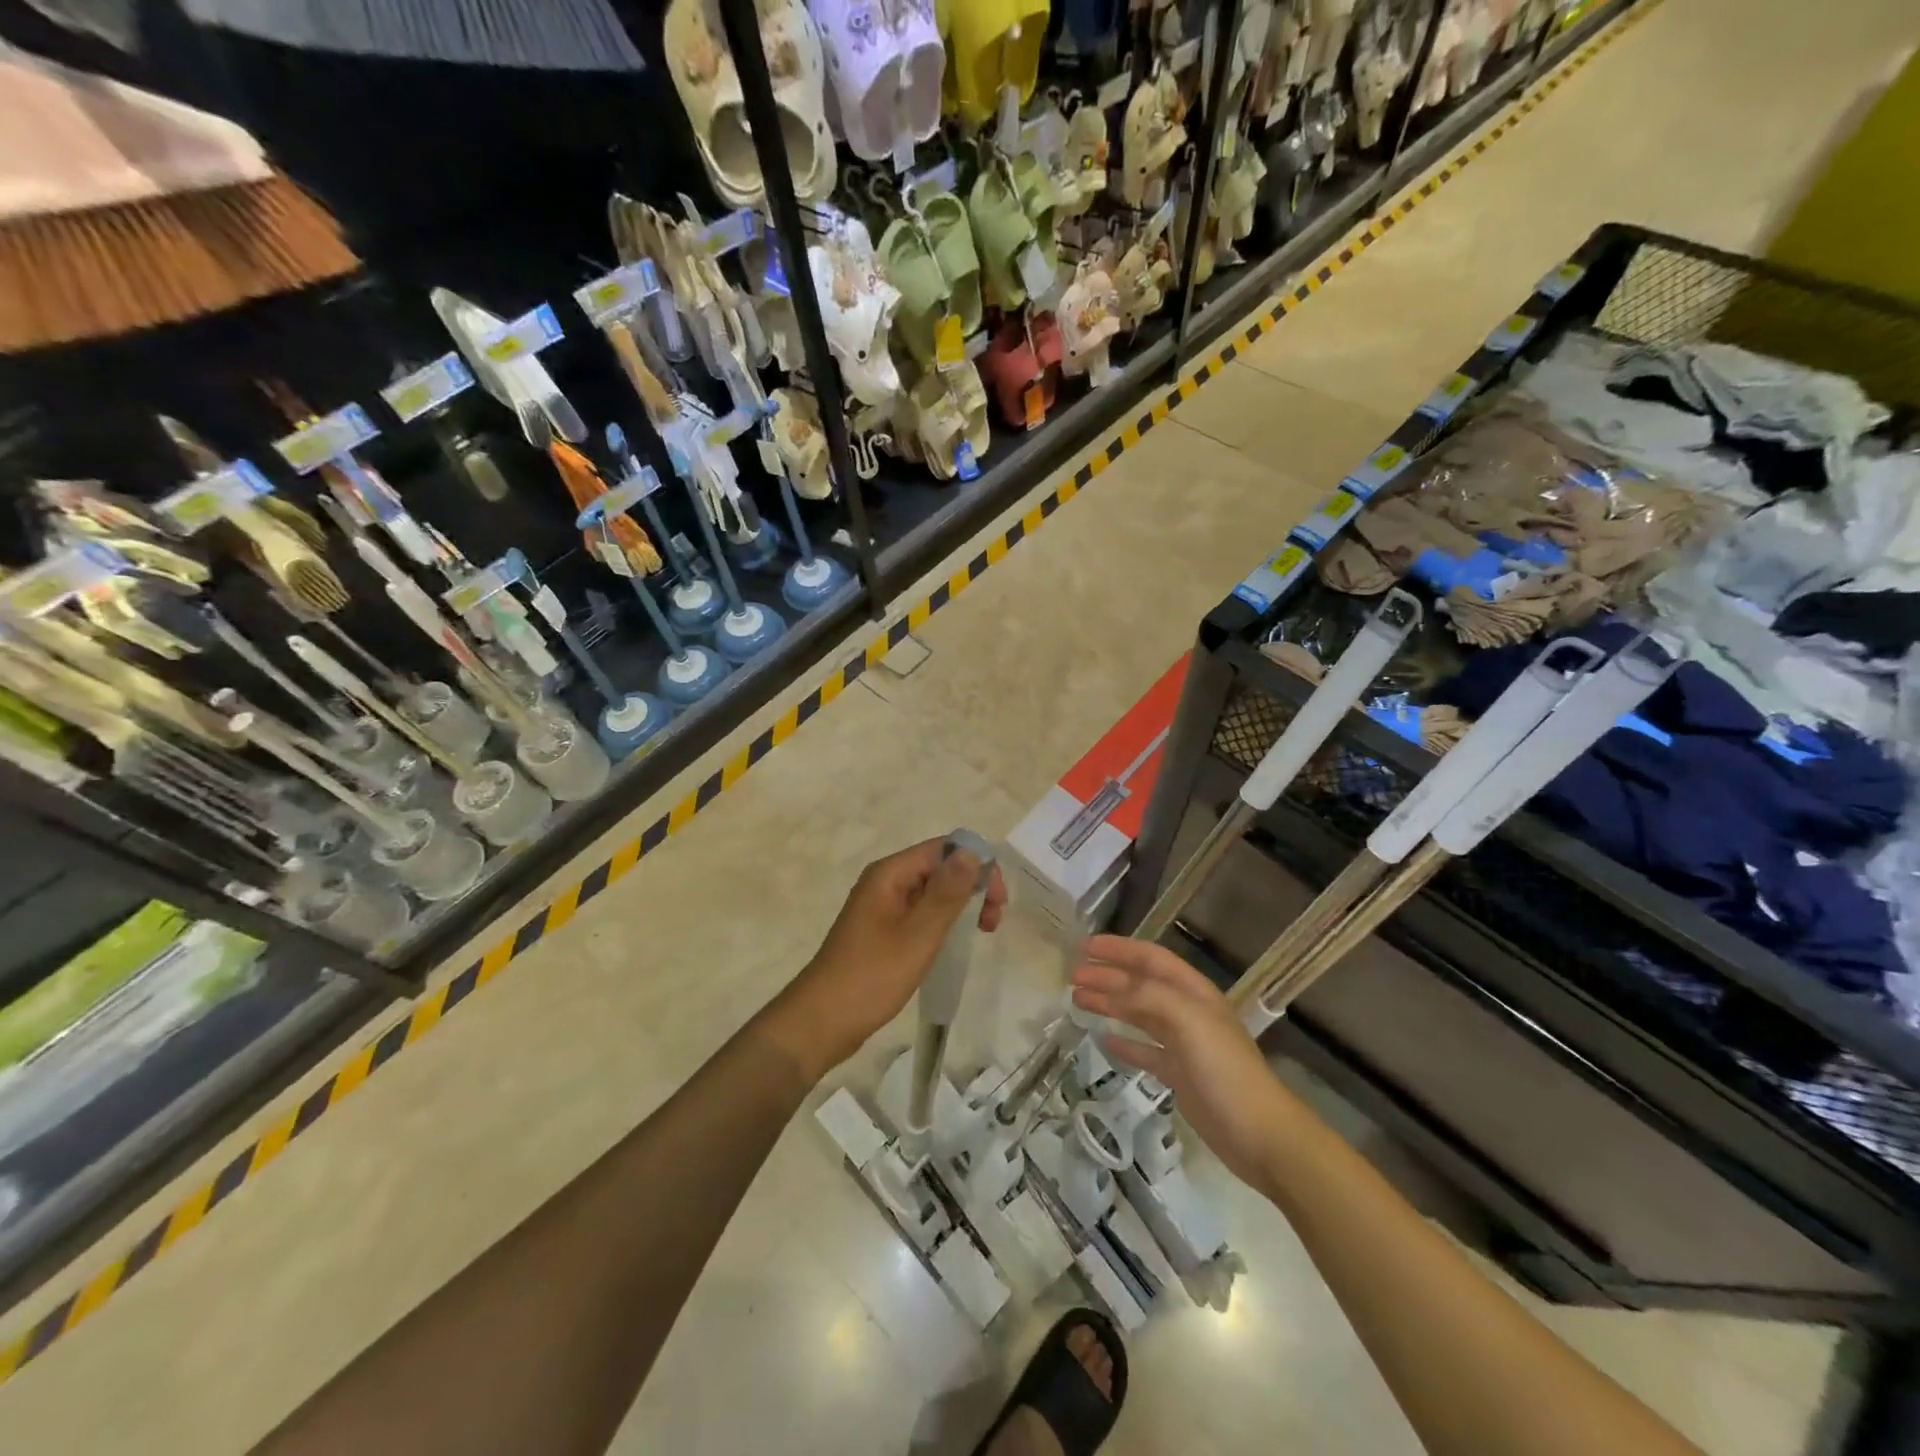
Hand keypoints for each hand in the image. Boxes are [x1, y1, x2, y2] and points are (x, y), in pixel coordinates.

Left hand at [763, 839, 1006, 1081]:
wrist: (821, 1022)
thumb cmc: (871, 976)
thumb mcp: (918, 935)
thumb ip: (947, 893)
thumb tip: (972, 852)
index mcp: (889, 874)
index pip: (943, 849)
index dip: (976, 865)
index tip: (998, 900)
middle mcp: (884, 882)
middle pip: (938, 868)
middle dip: (971, 886)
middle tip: (994, 920)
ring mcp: (881, 907)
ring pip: (931, 892)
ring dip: (960, 905)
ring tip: (983, 932)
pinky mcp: (881, 931)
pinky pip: (919, 913)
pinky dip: (943, 921)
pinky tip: (956, 942)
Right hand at [1072, 935, 1292, 1189]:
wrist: (1261, 1136)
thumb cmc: (1225, 1071)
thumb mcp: (1189, 1022)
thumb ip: (1150, 997)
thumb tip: (1112, 986)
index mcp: (1194, 992)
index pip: (1150, 958)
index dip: (1118, 949)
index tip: (1084, 947)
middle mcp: (1188, 1012)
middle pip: (1141, 985)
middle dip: (1107, 976)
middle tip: (1072, 977)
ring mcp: (1184, 1045)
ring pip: (1139, 1015)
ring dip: (1110, 1003)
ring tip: (1078, 1001)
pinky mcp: (1180, 1076)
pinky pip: (1146, 1051)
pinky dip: (1125, 1042)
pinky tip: (1104, 1040)